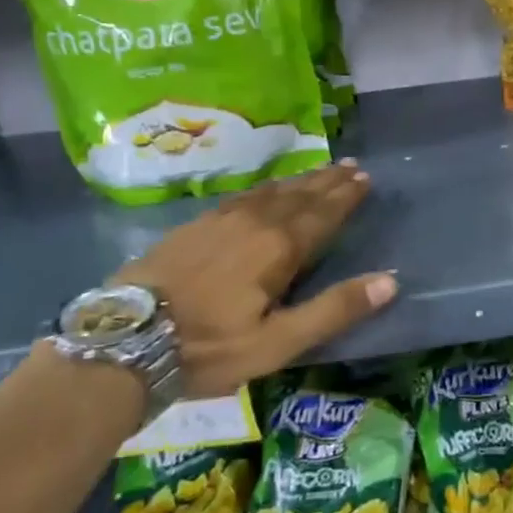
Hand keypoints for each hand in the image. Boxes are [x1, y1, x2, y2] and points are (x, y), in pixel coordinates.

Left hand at [117, 161, 396, 396]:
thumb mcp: (277, 342)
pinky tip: (266, 190)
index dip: (346, 195)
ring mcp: (221, 219)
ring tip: (320, 170)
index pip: (324, 212)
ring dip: (300, 180)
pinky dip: (267, 188)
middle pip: (300, 195)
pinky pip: (244, 195)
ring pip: (272, 191)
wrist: (123, 342)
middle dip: (328, 180)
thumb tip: (389, 281)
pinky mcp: (194, 225)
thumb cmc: (208, 347)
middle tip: (351, 165)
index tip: (365, 177)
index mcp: (279, 247)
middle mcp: (255, 222)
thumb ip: (333, 310)